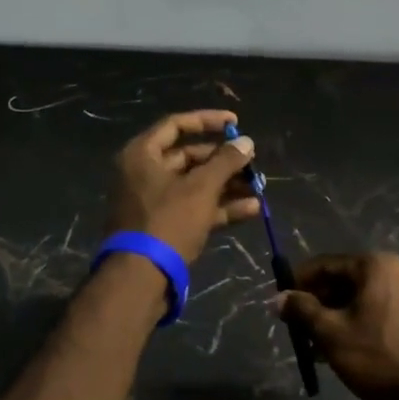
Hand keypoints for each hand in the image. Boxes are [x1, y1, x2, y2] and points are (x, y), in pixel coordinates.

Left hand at [107, 110, 260, 263]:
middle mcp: (143, 174)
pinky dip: (220, 208)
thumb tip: (246, 141)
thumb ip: (226, 161)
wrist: (140, 278)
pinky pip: (194, 209)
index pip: (176, 125)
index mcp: (142, 155)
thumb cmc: (168, 222)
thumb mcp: (201, 188)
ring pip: (195, 186)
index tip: (236, 122)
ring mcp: (153, 203)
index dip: (208, 120)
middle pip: (188, 157)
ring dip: (227, 186)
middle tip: (252, 163)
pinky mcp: (164, 227)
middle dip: (223, 161)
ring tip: (258, 188)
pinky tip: (251, 210)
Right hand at [276, 253, 398, 399]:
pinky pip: (376, 312)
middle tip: (295, 327)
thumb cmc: (379, 356)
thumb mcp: (331, 333)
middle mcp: (396, 271)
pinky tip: (339, 351)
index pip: (325, 264)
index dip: (298, 282)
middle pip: (343, 280)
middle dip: (316, 303)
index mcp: (375, 265)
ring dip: (334, 317)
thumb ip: (302, 310)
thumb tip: (277, 298)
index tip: (279, 302)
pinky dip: (355, 324)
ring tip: (313, 346)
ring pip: (359, 299)